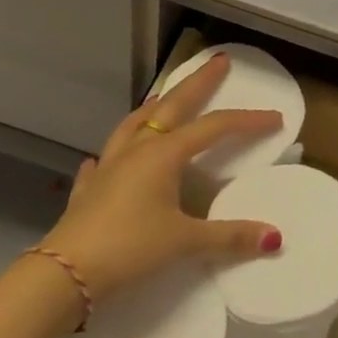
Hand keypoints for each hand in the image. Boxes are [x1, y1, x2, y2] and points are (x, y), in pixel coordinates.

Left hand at [39, 52, 283, 301]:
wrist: (62, 275)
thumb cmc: (128, 249)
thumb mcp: (184, 242)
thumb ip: (229, 237)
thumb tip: (274, 237)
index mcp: (164, 154)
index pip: (214, 128)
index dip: (247, 121)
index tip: (275, 118)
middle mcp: (138, 150)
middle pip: (174, 106)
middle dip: (198, 83)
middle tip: (218, 62)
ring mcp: (109, 167)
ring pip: (135, 124)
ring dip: (154, 107)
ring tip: (164, 94)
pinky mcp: (88, 190)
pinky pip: (103, 162)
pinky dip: (112, 153)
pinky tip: (104, 157)